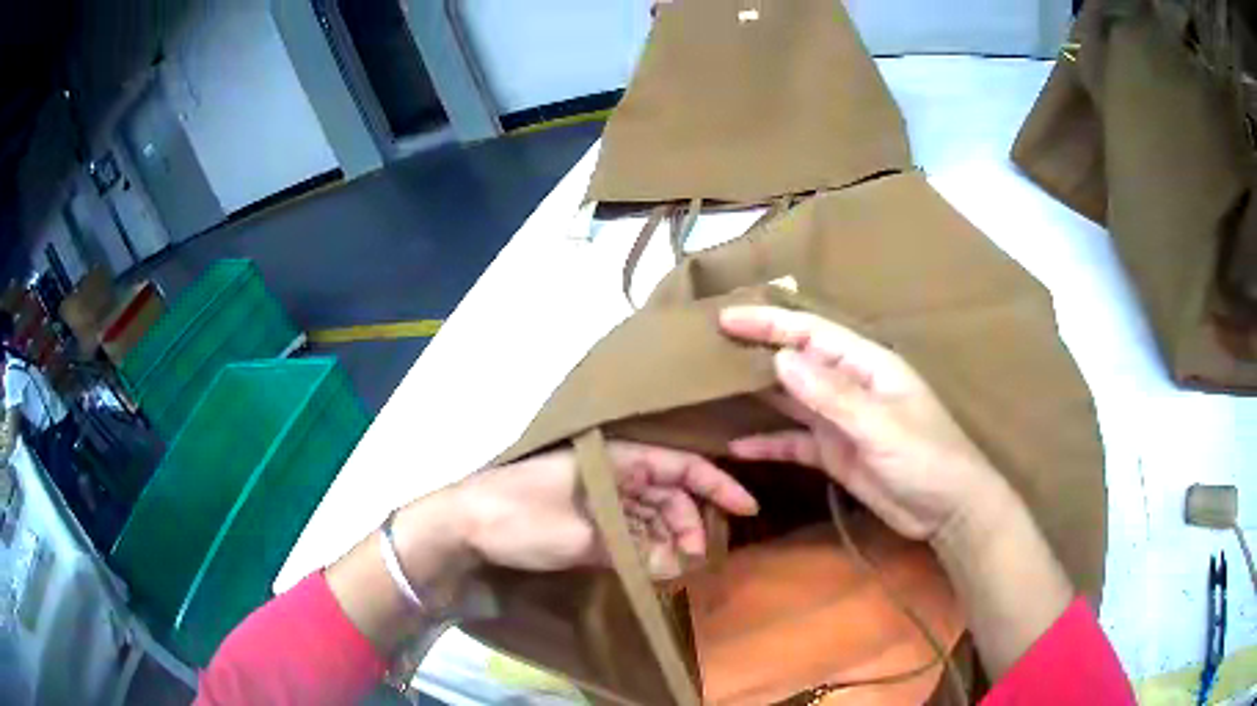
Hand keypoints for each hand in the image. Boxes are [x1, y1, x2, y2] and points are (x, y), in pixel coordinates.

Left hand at [450, 442, 757, 578]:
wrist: (463, 527)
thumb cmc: (521, 519)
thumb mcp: (582, 536)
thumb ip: (635, 549)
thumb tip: (679, 563)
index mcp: (614, 459)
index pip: (680, 464)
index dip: (717, 484)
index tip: (747, 509)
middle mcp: (611, 471)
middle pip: (668, 490)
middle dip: (690, 521)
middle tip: (700, 556)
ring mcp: (596, 494)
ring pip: (649, 511)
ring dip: (668, 536)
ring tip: (679, 566)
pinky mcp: (583, 517)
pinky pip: (627, 526)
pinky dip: (644, 544)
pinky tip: (655, 564)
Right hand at [719, 306, 1003, 541]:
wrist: (947, 511)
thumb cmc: (927, 458)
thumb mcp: (882, 425)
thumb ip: (832, 394)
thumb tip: (780, 358)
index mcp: (866, 365)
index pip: (811, 333)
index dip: (770, 322)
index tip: (726, 319)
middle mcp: (849, 386)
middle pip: (796, 362)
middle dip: (756, 353)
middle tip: (707, 350)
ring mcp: (840, 421)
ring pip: (791, 400)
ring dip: (757, 396)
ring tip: (712, 390)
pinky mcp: (835, 453)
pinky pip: (795, 442)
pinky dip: (769, 443)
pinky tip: (737, 447)